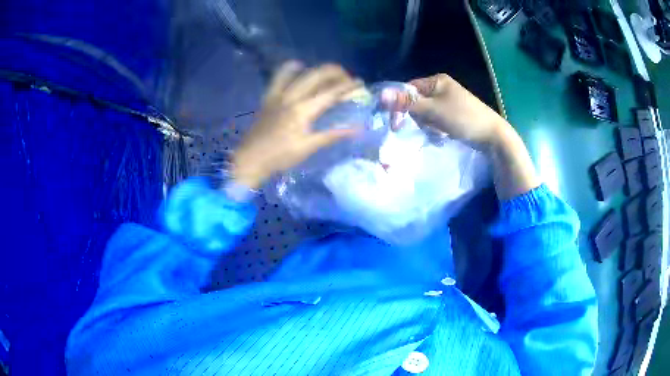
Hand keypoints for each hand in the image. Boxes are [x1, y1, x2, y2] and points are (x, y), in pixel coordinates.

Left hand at [232, 62, 362, 189]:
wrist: (251, 159)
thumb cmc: (281, 156)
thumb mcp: (309, 147)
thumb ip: (333, 134)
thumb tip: (358, 128)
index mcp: (303, 110)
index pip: (330, 93)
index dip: (348, 86)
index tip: (360, 83)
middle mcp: (291, 96)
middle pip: (317, 75)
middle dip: (335, 72)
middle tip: (347, 77)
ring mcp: (278, 94)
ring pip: (299, 72)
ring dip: (316, 69)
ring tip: (327, 72)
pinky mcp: (268, 96)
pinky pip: (279, 75)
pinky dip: (290, 68)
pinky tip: (298, 67)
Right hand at [382, 73, 538, 198]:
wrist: (492, 135)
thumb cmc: (463, 118)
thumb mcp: (433, 111)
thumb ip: (406, 103)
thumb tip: (380, 95)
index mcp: (437, 81)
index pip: (408, 88)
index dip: (399, 104)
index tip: (396, 123)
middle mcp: (441, 88)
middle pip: (416, 101)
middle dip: (417, 117)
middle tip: (426, 127)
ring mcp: (448, 101)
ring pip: (425, 113)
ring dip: (427, 125)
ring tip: (438, 132)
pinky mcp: (453, 114)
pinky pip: (435, 120)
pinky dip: (435, 129)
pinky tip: (443, 135)